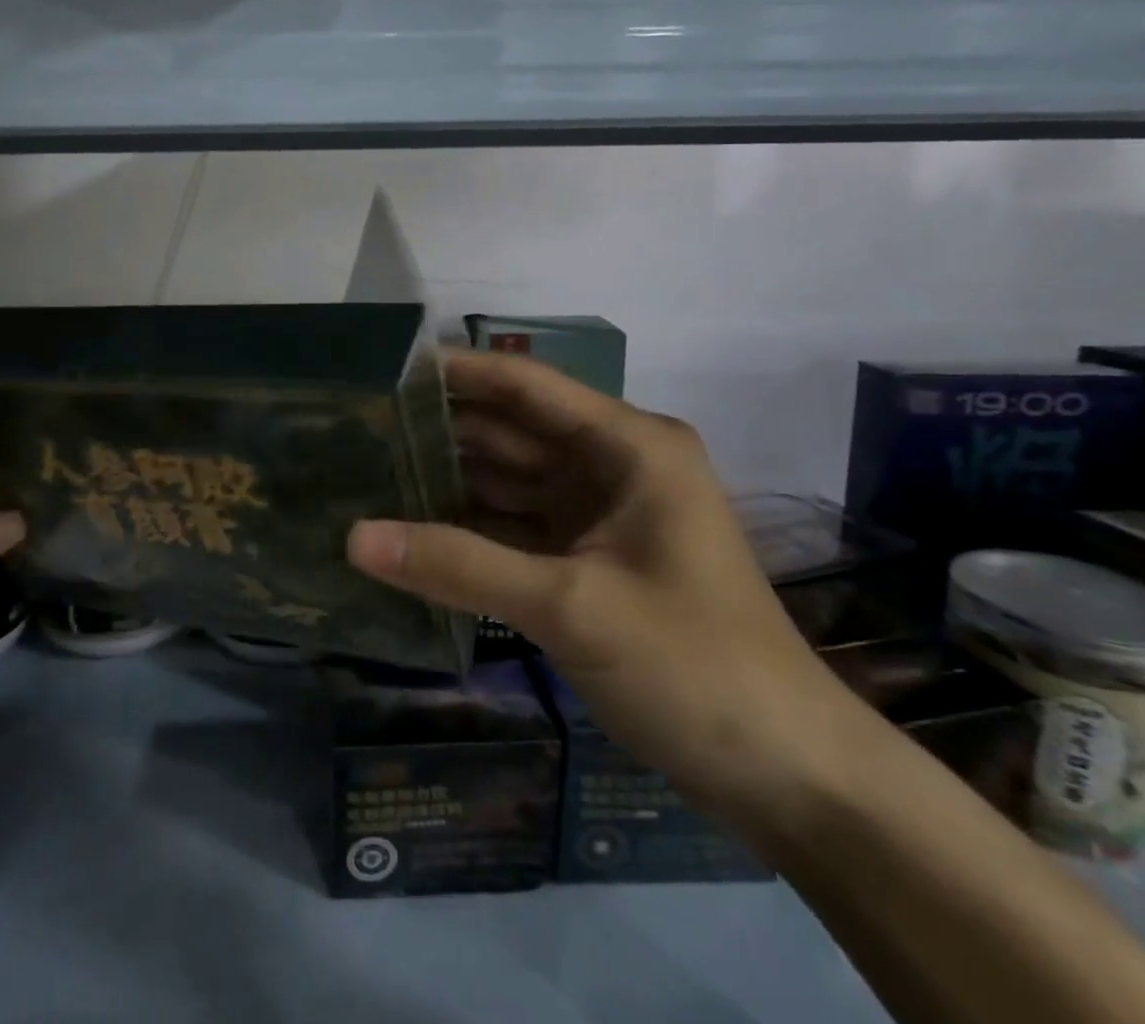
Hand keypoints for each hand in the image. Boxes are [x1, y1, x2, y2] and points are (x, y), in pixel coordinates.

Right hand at [349, 350, 863, 827]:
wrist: (791, 776)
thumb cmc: (695, 666)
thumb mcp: (572, 607)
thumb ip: (459, 566)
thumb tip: (353, 538)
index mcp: (627, 445)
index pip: (523, 385)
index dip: (454, 371)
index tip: (382, 367)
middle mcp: (611, 465)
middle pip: (509, 431)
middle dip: (438, 428)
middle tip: (354, 425)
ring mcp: (599, 515)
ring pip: (507, 480)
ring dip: (446, 478)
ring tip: (365, 468)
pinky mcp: (588, 561)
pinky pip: (514, 528)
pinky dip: (467, 528)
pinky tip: (408, 528)